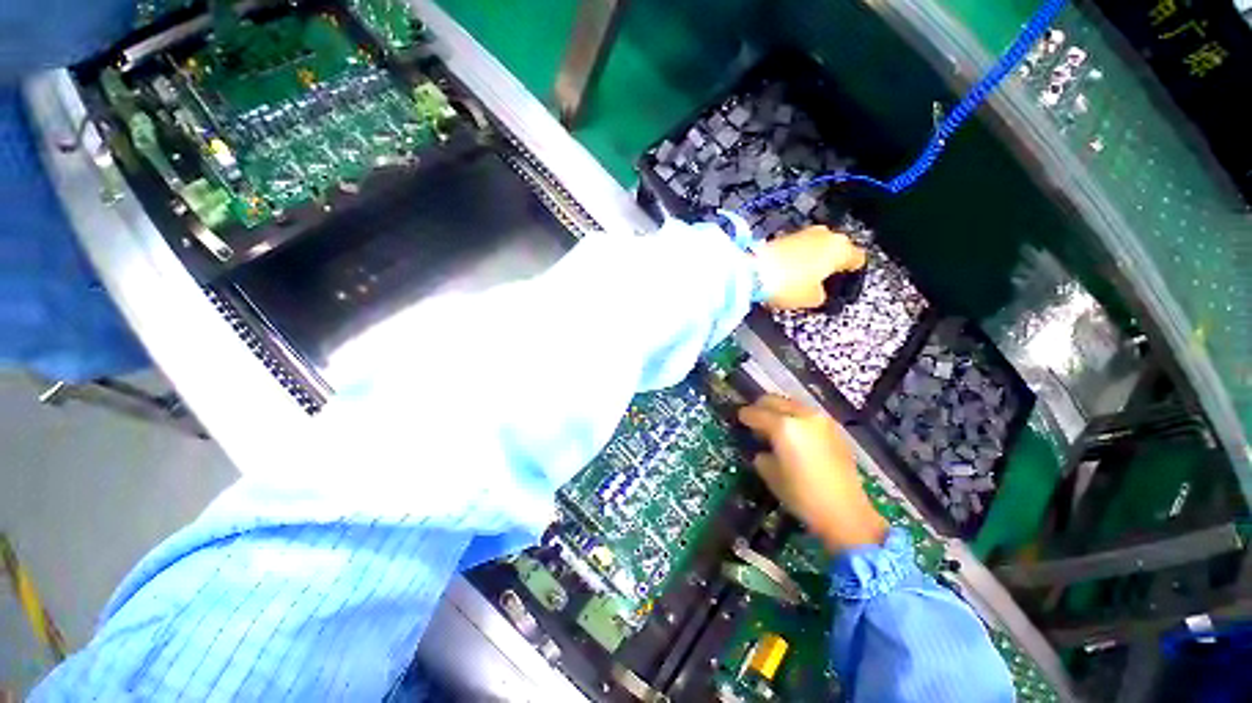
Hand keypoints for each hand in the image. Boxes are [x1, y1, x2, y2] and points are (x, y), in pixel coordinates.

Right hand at [738, 394, 887, 552]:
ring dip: (779, 412)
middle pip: (774, 400)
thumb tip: (763, 450)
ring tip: (774, 429)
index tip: (739, 420)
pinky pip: (807, 415)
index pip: (755, 413)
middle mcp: (802, 415)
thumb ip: (762, 454)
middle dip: (761, 408)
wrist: (846, 512)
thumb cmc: (802, 495)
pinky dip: (796, 419)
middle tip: (754, 422)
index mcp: (783, 426)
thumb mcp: (771, 475)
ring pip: (791, 404)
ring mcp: (820, 419)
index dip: (744, 416)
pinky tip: (795, 436)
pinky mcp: (834, 428)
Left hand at [758, 226, 866, 309]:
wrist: (754, 271)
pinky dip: (798, 256)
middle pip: (837, 248)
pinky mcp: (784, 235)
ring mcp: (804, 232)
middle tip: (824, 278)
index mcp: (841, 249)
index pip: (858, 258)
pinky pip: (799, 247)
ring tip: (805, 275)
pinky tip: (790, 269)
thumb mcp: (812, 298)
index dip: (852, 272)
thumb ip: (821, 294)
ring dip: (814, 256)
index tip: (845, 281)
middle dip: (832, 261)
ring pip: (817, 245)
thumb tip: (818, 290)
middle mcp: (826, 234)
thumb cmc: (790, 285)